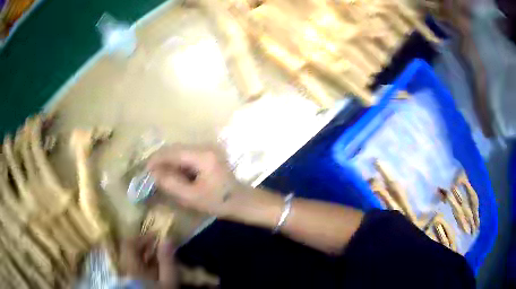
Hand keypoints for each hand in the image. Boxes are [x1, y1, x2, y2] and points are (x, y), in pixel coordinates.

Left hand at [120, 235, 176, 287]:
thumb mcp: (168, 282)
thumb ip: (167, 261)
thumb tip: (167, 239)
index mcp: (132, 266)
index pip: (130, 243)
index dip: (143, 237)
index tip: (157, 236)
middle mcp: (125, 267)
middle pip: (128, 249)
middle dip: (143, 244)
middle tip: (157, 245)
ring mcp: (126, 274)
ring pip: (130, 257)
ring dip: (142, 253)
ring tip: (156, 255)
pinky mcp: (129, 279)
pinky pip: (132, 265)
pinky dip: (141, 262)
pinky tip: (152, 267)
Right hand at [147, 145, 243, 215]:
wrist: (240, 200)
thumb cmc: (218, 202)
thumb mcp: (191, 197)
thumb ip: (171, 183)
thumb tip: (153, 172)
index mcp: (203, 156)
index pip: (173, 152)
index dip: (156, 159)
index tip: (145, 169)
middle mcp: (205, 146)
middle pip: (175, 148)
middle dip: (161, 160)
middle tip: (151, 174)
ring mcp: (207, 148)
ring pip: (180, 151)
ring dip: (168, 162)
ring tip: (160, 175)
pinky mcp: (207, 153)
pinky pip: (186, 155)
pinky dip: (177, 163)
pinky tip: (174, 174)